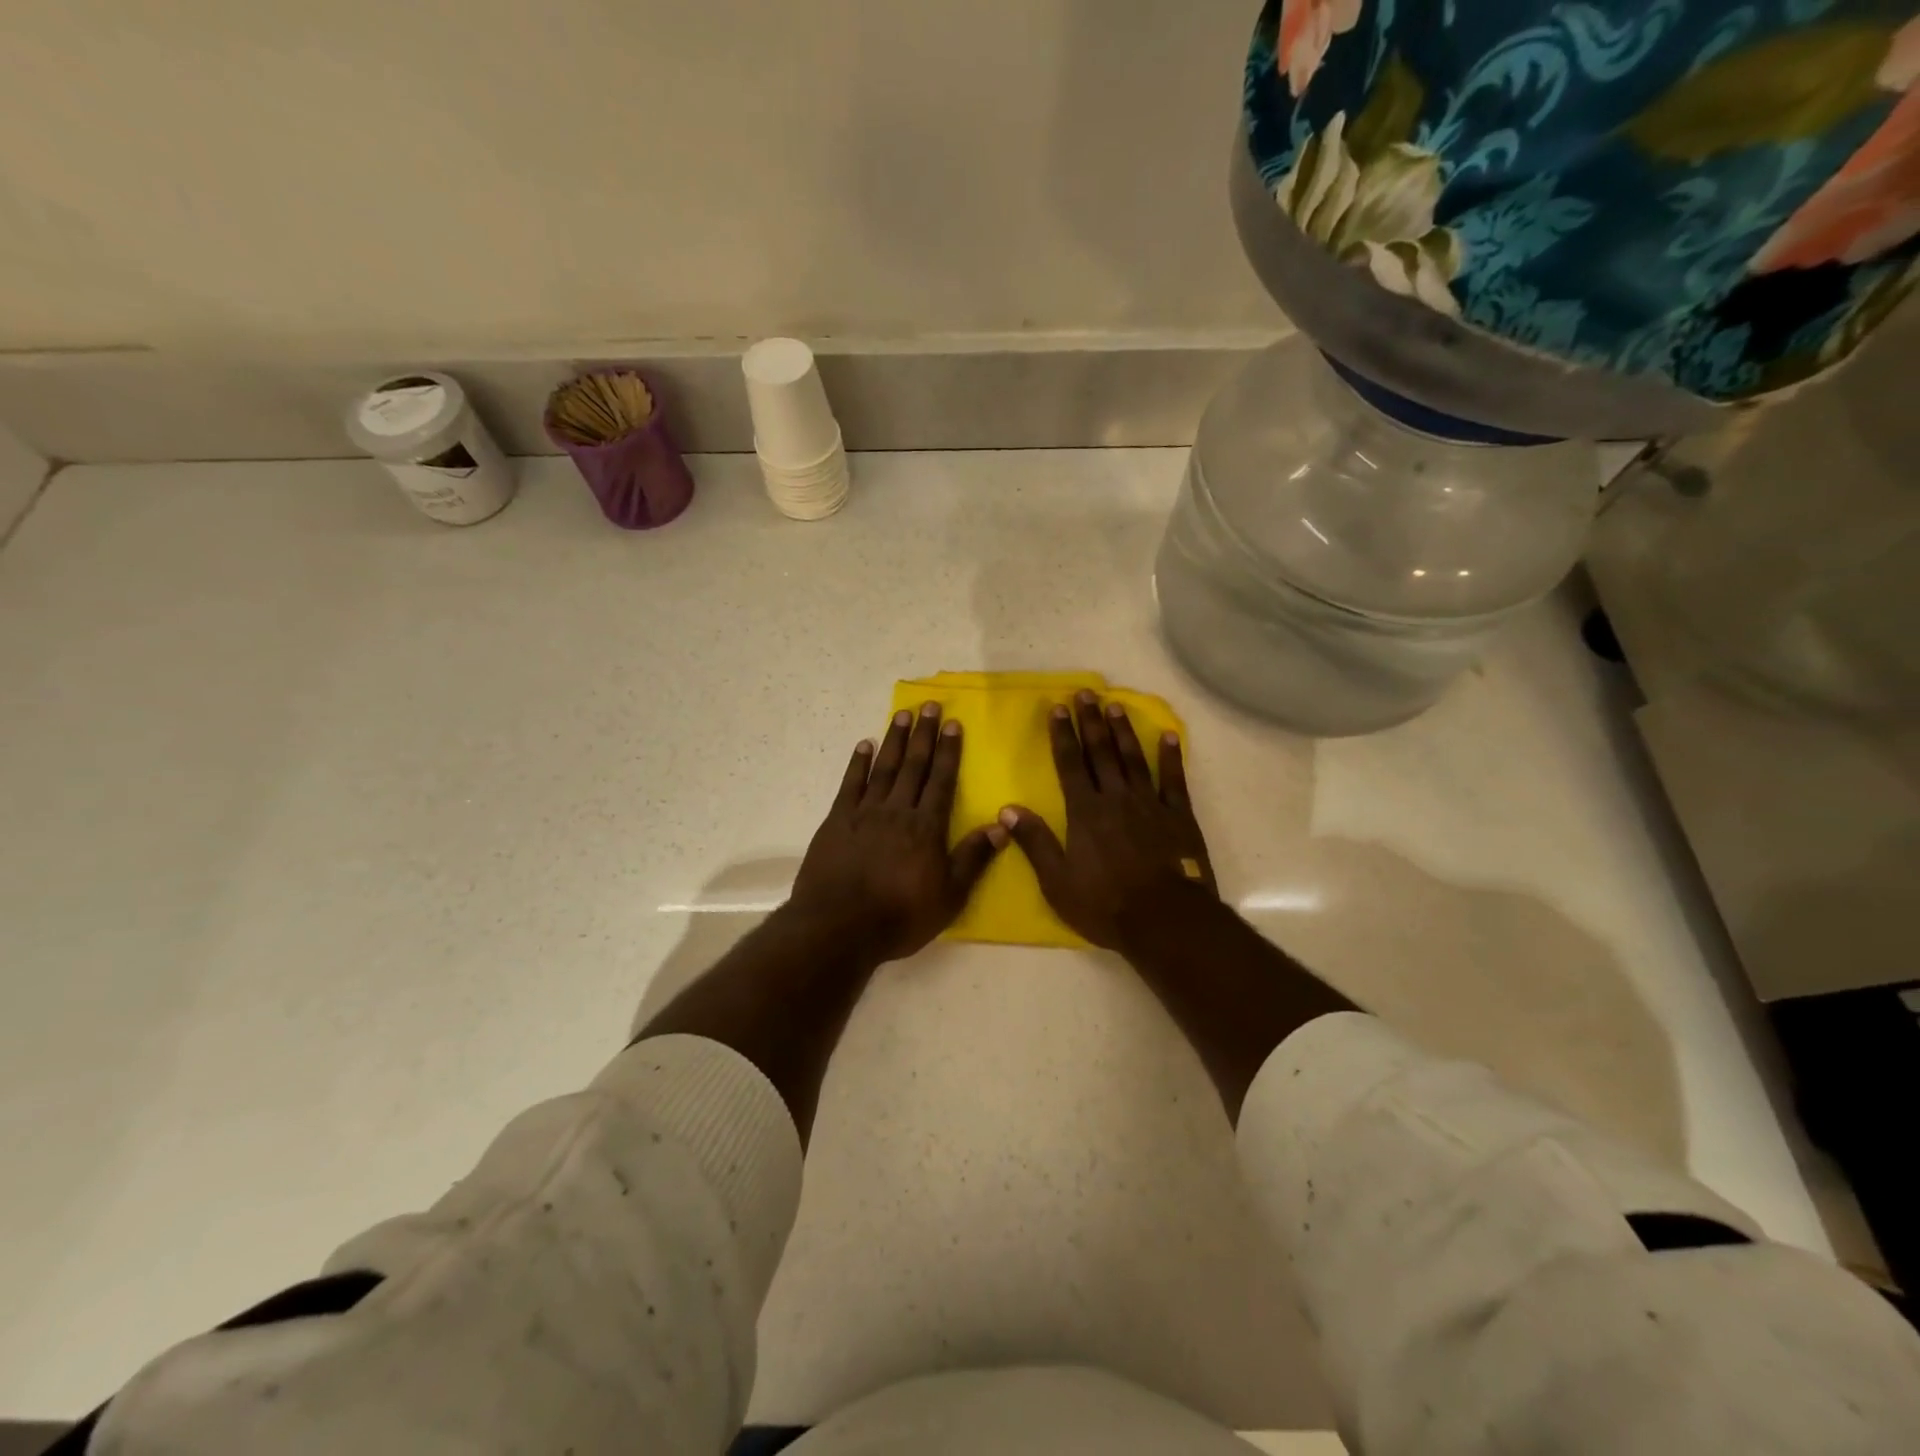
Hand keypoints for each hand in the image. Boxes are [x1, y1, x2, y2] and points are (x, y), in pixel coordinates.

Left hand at [789, 701, 1005, 962]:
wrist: (840, 927)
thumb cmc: (900, 916)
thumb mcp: (949, 896)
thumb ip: (973, 858)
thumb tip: (1001, 824)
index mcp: (927, 827)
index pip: (942, 780)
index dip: (949, 751)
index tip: (954, 723)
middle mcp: (898, 811)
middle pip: (914, 766)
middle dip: (924, 735)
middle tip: (929, 706)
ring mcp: (864, 813)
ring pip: (883, 768)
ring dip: (894, 740)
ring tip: (902, 715)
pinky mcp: (836, 821)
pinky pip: (850, 785)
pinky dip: (858, 763)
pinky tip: (863, 745)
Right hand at [1000, 691, 1218, 951]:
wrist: (1164, 920)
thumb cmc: (1105, 904)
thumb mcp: (1058, 881)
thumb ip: (1035, 842)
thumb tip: (1007, 809)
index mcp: (1085, 812)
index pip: (1070, 764)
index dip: (1062, 735)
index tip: (1058, 708)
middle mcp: (1116, 798)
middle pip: (1101, 752)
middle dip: (1091, 721)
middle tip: (1086, 693)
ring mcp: (1150, 804)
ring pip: (1133, 758)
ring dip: (1123, 731)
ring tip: (1115, 705)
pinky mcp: (1178, 816)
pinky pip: (1173, 780)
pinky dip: (1170, 757)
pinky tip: (1168, 736)